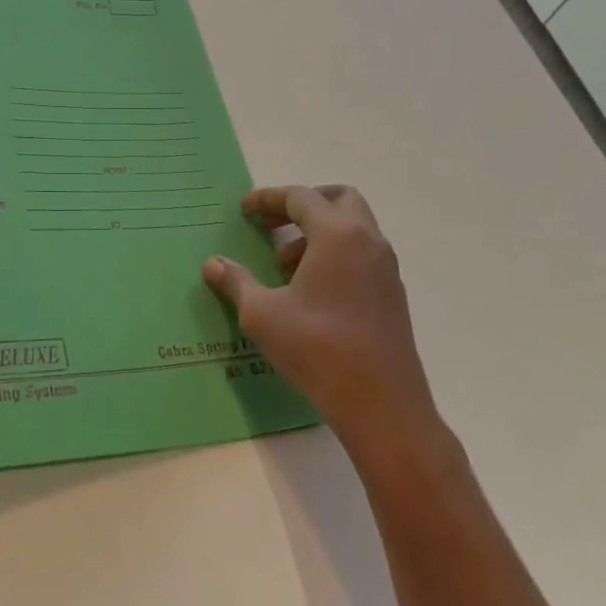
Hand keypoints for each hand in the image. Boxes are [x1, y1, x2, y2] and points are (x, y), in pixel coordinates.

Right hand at [203, 185, 439, 463]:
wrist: (383, 408)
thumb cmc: (317, 350)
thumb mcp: (262, 314)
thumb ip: (236, 282)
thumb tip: (212, 264)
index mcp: (337, 235)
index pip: (300, 197)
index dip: (268, 199)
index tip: (244, 210)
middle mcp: (368, 242)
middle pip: (339, 199)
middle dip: (304, 204)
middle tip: (274, 225)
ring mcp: (386, 269)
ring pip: (354, 228)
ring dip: (319, 232)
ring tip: (286, 267)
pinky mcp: (393, 296)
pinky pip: (362, 254)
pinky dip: (336, 255)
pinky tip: (311, 292)